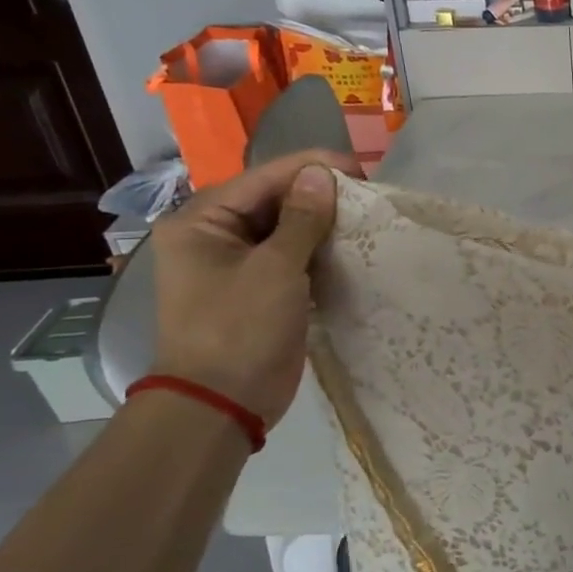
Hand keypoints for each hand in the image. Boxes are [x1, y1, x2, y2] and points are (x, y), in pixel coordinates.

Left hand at [146, 151, 355, 426]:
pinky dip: (320, 251)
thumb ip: (302, 219)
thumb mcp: (275, 269)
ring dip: (324, 224)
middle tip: (370, 196)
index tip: (363, 170)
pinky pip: (293, 256)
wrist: (223, 403)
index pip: (264, 178)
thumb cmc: (240, 328)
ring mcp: (238, 264)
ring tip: (368, 218)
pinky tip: (352, 248)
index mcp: (202, 221)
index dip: (313, 169)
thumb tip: (322, 174)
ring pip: (288, 228)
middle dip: (321, 196)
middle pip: (275, 200)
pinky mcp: (261, 288)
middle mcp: (215, 235)